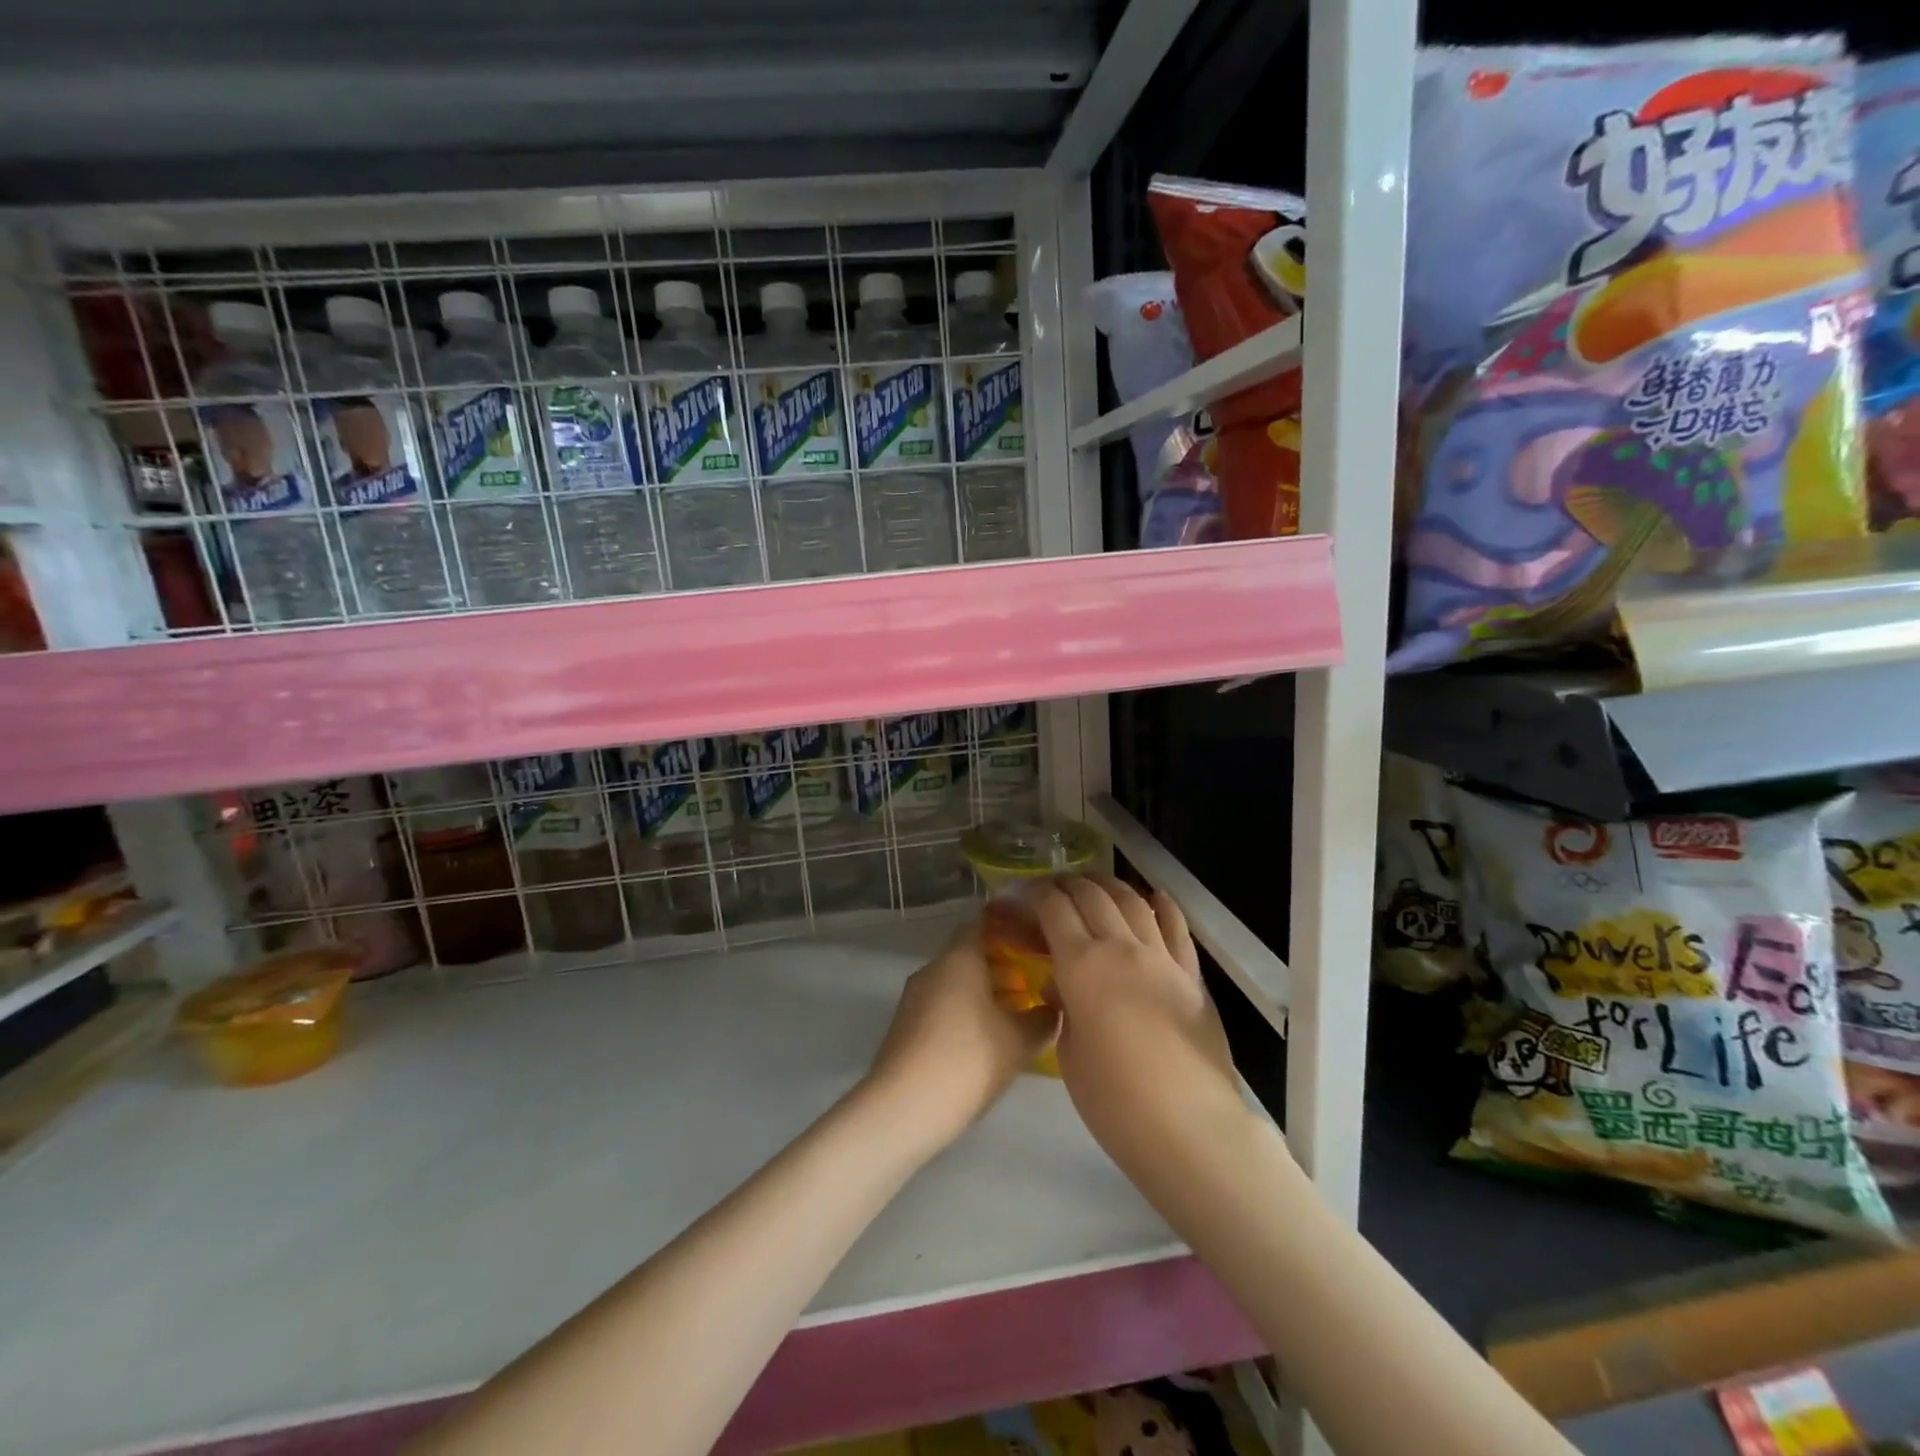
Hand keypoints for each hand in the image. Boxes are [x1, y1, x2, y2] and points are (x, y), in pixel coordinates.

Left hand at [862, 923, 1058, 1146]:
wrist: (904, 1108)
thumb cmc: (968, 1060)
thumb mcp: (1020, 1041)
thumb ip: (1044, 1018)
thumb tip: (1054, 1007)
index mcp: (959, 958)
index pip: (982, 923)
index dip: (1009, 928)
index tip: (1034, 941)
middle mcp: (933, 969)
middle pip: (970, 955)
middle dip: (1002, 966)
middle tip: (1034, 984)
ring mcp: (914, 998)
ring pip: (956, 982)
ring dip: (985, 992)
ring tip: (1017, 1016)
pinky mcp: (906, 1026)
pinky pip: (942, 1005)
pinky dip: (966, 1012)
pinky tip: (987, 1041)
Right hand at [1033, 875, 1236, 1139]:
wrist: (1190, 1127)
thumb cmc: (1115, 1100)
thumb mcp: (1069, 1053)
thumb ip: (1064, 1007)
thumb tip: (1065, 984)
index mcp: (1082, 965)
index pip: (1054, 909)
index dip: (1036, 894)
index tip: (1023, 894)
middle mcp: (1120, 947)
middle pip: (1091, 895)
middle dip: (1067, 884)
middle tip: (1052, 888)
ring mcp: (1161, 957)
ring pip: (1132, 901)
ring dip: (1108, 884)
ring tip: (1093, 882)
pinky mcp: (1191, 974)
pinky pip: (1176, 927)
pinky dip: (1163, 905)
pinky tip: (1154, 895)